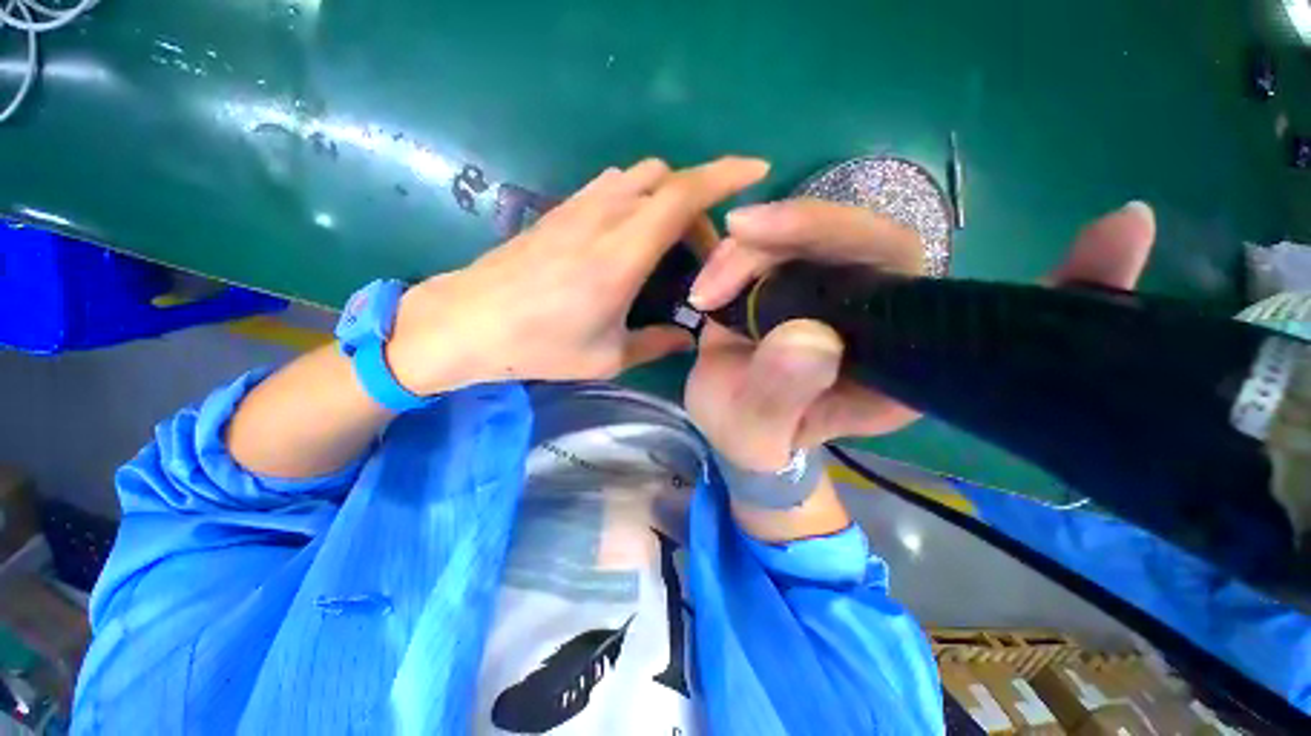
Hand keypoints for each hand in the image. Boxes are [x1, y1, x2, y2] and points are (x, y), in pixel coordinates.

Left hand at [385, 157, 769, 393]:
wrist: (466, 323)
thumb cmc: (539, 346)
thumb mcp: (608, 356)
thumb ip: (656, 343)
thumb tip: (687, 337)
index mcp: (621, 254)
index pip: (683, 195)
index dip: (725, 176)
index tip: (757, 170)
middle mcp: (604, 217)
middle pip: (667, 180)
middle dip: (698, 204)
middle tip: (700, 252)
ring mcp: (578, 207)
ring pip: (640, 177)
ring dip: (666, 198)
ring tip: (669, 243)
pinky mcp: (560, 211)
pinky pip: (613, 187)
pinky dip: (638, 199)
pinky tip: (631, 237)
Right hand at [684, 198, 1155, 470]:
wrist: (733, 425)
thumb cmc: (755, 439)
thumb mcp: (760, 431)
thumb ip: (783, 394)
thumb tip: (807, 335)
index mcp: (899, 366)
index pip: (976, 313)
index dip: (1062, 281)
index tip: (1124, 227)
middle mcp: (880, 318)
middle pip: (875, 243)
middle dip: (805, 229)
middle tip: (740, 236)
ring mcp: (834, 293)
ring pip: (813, 235)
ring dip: (755, 247)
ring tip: (707, 292)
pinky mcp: (794, 281)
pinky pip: (777, 244)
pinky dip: (739, 253)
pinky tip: (711, 280)